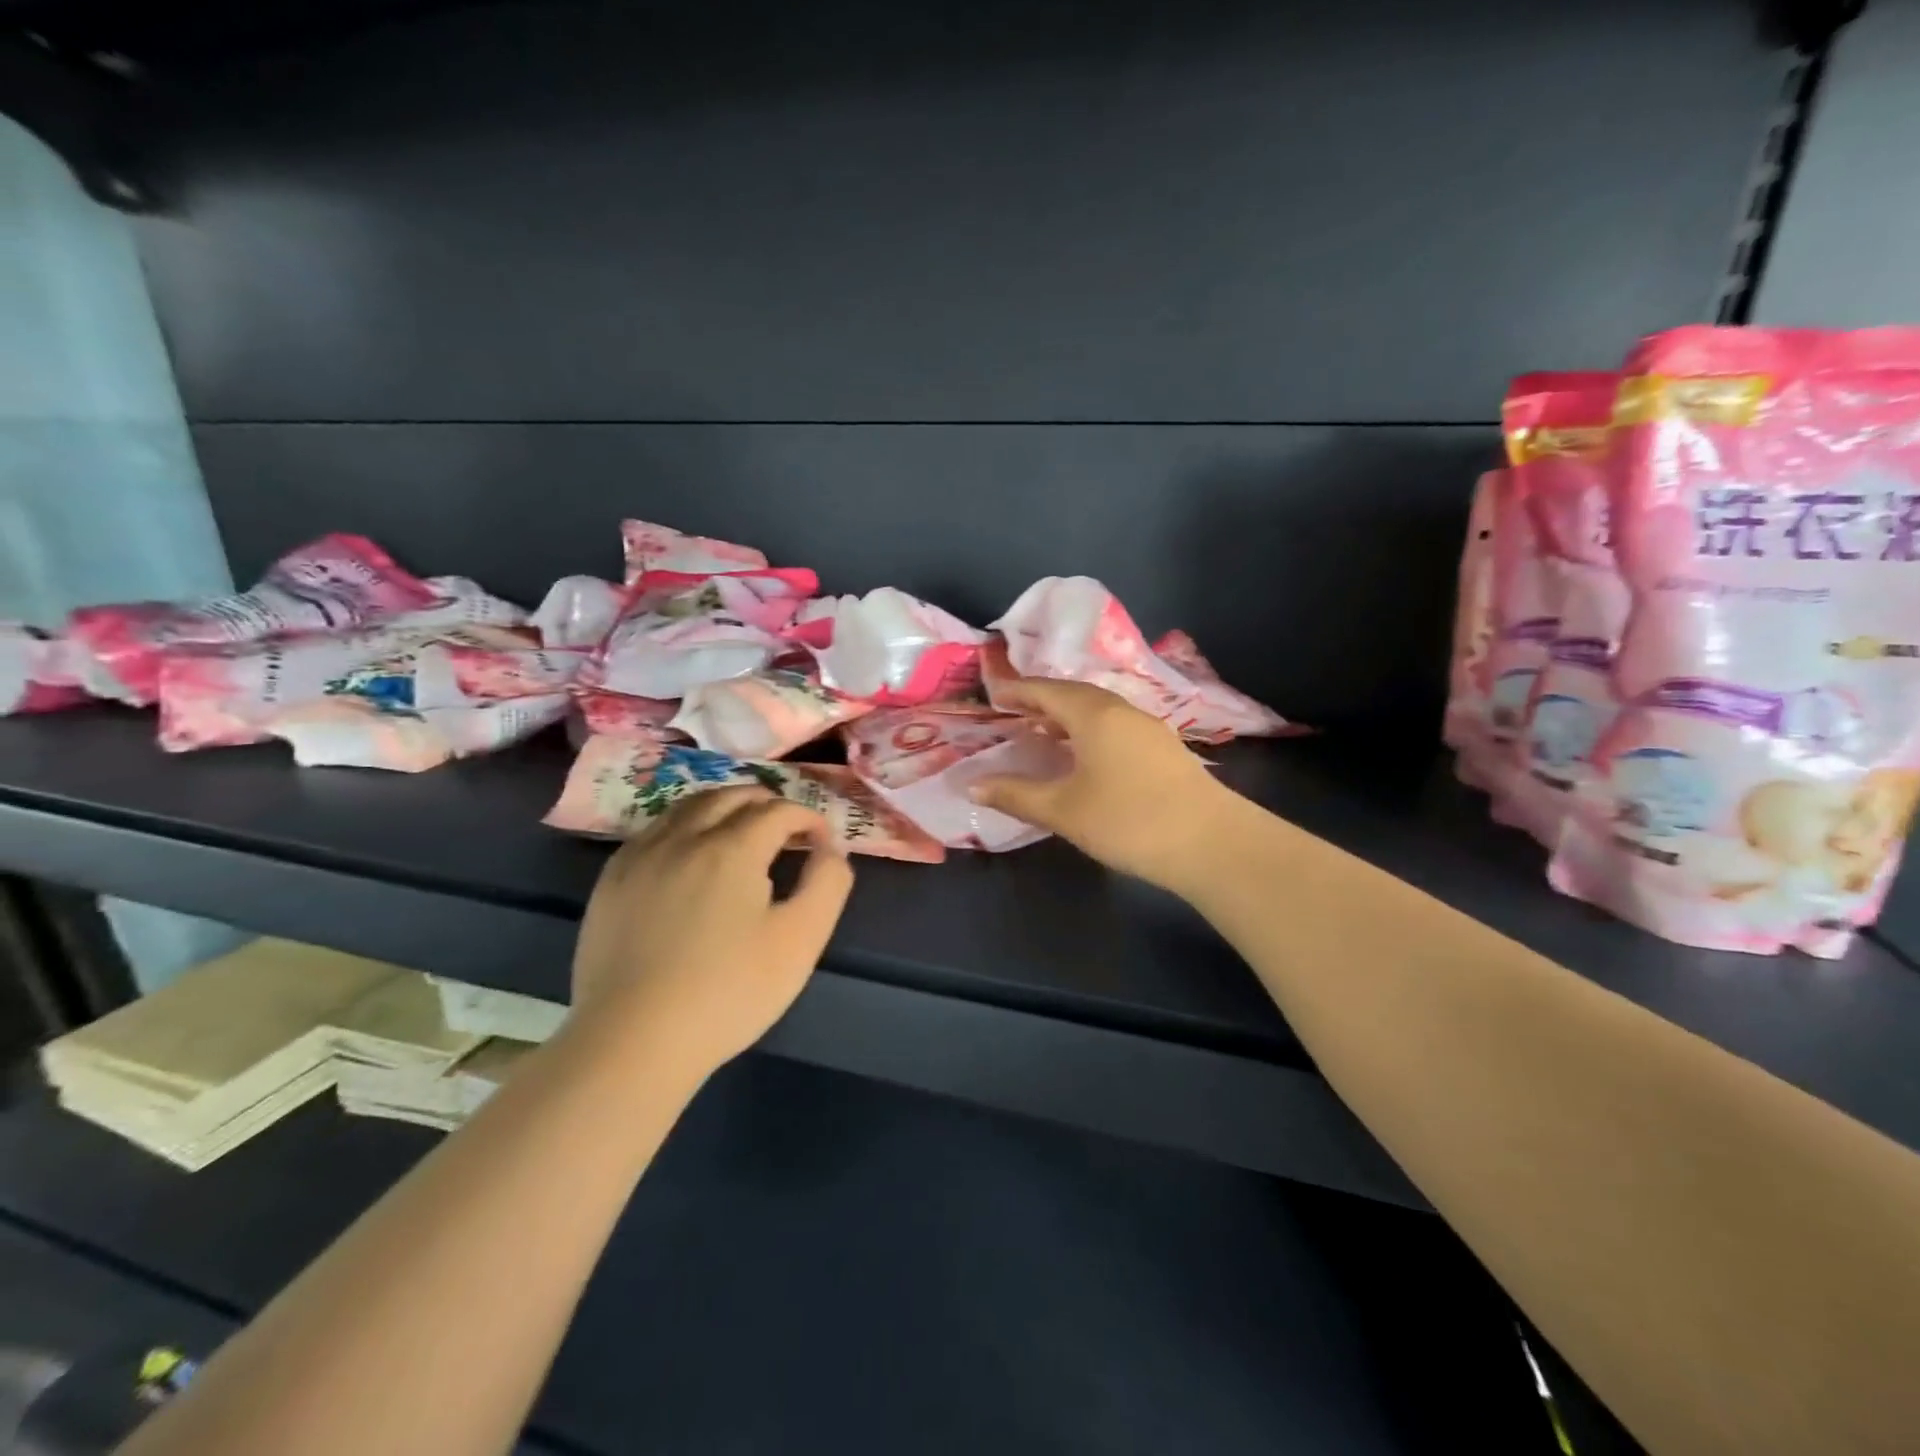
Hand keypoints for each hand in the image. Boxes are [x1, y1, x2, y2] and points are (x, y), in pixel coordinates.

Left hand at [568, 786, 853, 1082]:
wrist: (632, 1041)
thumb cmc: (728, 992)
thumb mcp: (801, 940)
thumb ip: (827, 884)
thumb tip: (830, 849)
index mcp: (732, 848)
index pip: (779, 810)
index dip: (808, 818)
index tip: (822, 843)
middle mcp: (684, 837)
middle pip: (732, 795)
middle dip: (768, 803)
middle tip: (788, 830)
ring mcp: (641, 856)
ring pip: (689, 805)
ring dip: (725, 806)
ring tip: (742, 830)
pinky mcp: (611, 880)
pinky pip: (655, 830)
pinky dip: (685, 826)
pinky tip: (690, 854)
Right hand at [970, 676, 1241, 895]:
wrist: (1211, 843)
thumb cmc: (1127, 820)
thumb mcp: (1062, 810)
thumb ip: (1015, 794)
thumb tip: (972, 785)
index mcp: (1094, 715)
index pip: (1047, 691)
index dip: (1017, 691)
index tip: (993, 694)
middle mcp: (1122, 711)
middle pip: (1075, 695)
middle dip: (1042, 700)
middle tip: (1014, 712)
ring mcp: (1149, 729)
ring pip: (1099, 711)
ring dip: (1068, 716)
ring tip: (1044, 732)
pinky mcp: (1164, 750)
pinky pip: (1116, 727)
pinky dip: (1090, 731)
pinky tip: (1085, 756)